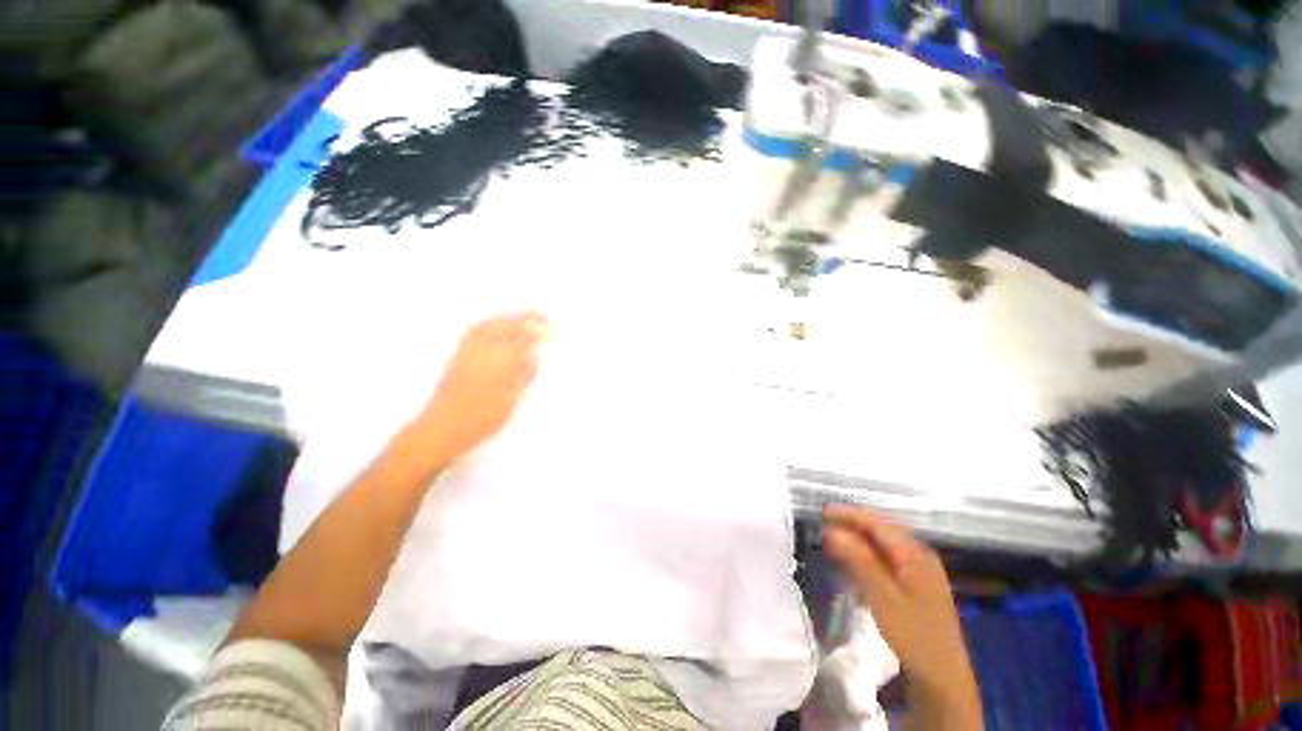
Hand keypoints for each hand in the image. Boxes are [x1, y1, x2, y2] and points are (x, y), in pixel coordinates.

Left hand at [411, 312, 547, 460]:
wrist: (442, 427)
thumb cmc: (482, 419)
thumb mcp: (511, 401)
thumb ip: (523, 376)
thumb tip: (532, 356)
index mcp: (502, 362)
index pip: (524, 339)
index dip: (538, 331)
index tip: (550, 328)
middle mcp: (485, 350)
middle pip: (507, 326)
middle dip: (525, 318)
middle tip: (541, 316)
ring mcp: (468, 350)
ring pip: (490, 324)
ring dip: (508, 317)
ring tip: (520, 317)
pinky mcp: (457, 354)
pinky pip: (475, 329)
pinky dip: (489, 322)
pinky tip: (494, 325)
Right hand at [822, 506, 978, 700]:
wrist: (942, 676)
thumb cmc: (913, 635)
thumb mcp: (882, 596)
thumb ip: (858, 560)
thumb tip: (832, 530)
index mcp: (914, 554)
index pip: (877, 523)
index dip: (849, 514)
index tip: (823, 512)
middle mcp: (919, 555)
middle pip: (881, 530)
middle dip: (853, 524)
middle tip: (825, 525)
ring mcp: (920, 570)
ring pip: (883, 544)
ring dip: (858, 539)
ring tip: (833, 541)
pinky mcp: (916, 585)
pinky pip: (887, 559)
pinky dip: (867, 555)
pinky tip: (853, 562)